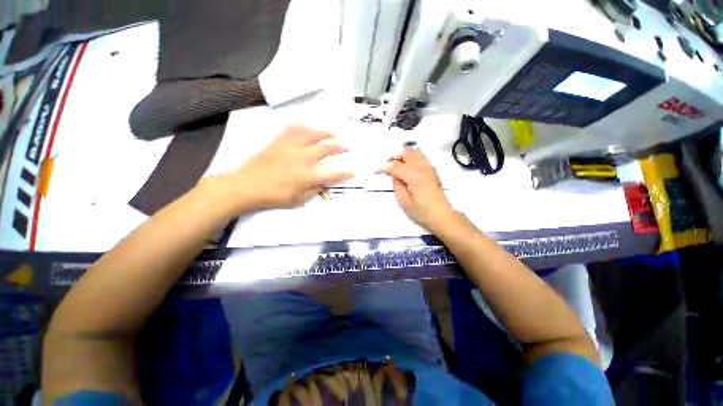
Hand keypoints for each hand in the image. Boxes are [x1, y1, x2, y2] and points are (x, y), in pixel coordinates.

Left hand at [221, 125, 353, 210]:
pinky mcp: (278, 142)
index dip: (344, 173)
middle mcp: (301, 158)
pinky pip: (291, 130)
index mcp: (306, 176)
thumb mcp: (297, 200)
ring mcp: (289, 148)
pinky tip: (306, 126)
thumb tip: (323, 184)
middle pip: (324, 149)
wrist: (246, 186)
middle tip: (345, 147)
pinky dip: (301, 126)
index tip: (353, 171)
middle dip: (338, 147)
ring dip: (323, 133)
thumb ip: (313, 191)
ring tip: (331, 133)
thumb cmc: (273, 196)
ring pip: (310, 134)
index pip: (331, 174)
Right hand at [379, 148, 454, 229]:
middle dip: (395, 158)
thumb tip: (394, 174)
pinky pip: (420, 157)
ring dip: (403, 157)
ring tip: (397, 167)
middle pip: (406, 153)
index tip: (377, 171)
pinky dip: (411, 158)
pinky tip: (407, 169)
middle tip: (388, 168)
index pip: (396, 165)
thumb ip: (397, 184)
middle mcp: (423, 167)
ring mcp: (429, 167)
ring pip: (414, 152)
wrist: (441, 216)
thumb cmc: (421, 211)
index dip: (385, 167)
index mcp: (415, 175)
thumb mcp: (403, 201)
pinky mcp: (432, 170)